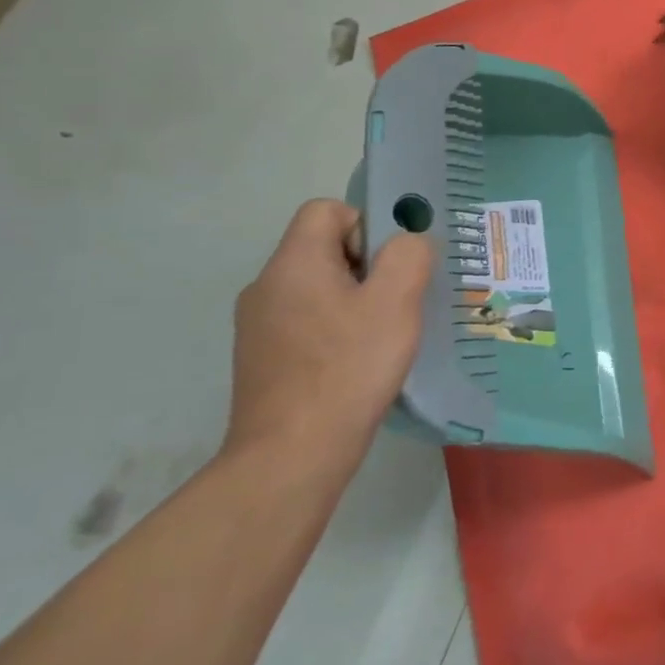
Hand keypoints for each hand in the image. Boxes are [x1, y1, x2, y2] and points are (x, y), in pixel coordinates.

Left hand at [228, 200, 433, 469]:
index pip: (326, 209)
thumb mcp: (396, 302)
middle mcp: (265, 286)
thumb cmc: (348, 368)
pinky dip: (333, 331)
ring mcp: (257, 326)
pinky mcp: (260, 359)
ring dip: (352, 302)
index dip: (365, 225)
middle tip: (394, 305)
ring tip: (379, 338)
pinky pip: (305, 322)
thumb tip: (405, 244)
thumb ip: (408, 256)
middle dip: (365, 267)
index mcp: (293, 263)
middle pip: (322, 249)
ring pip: (316, 288)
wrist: (292, 455)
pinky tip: (353, 365)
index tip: (389, 267)